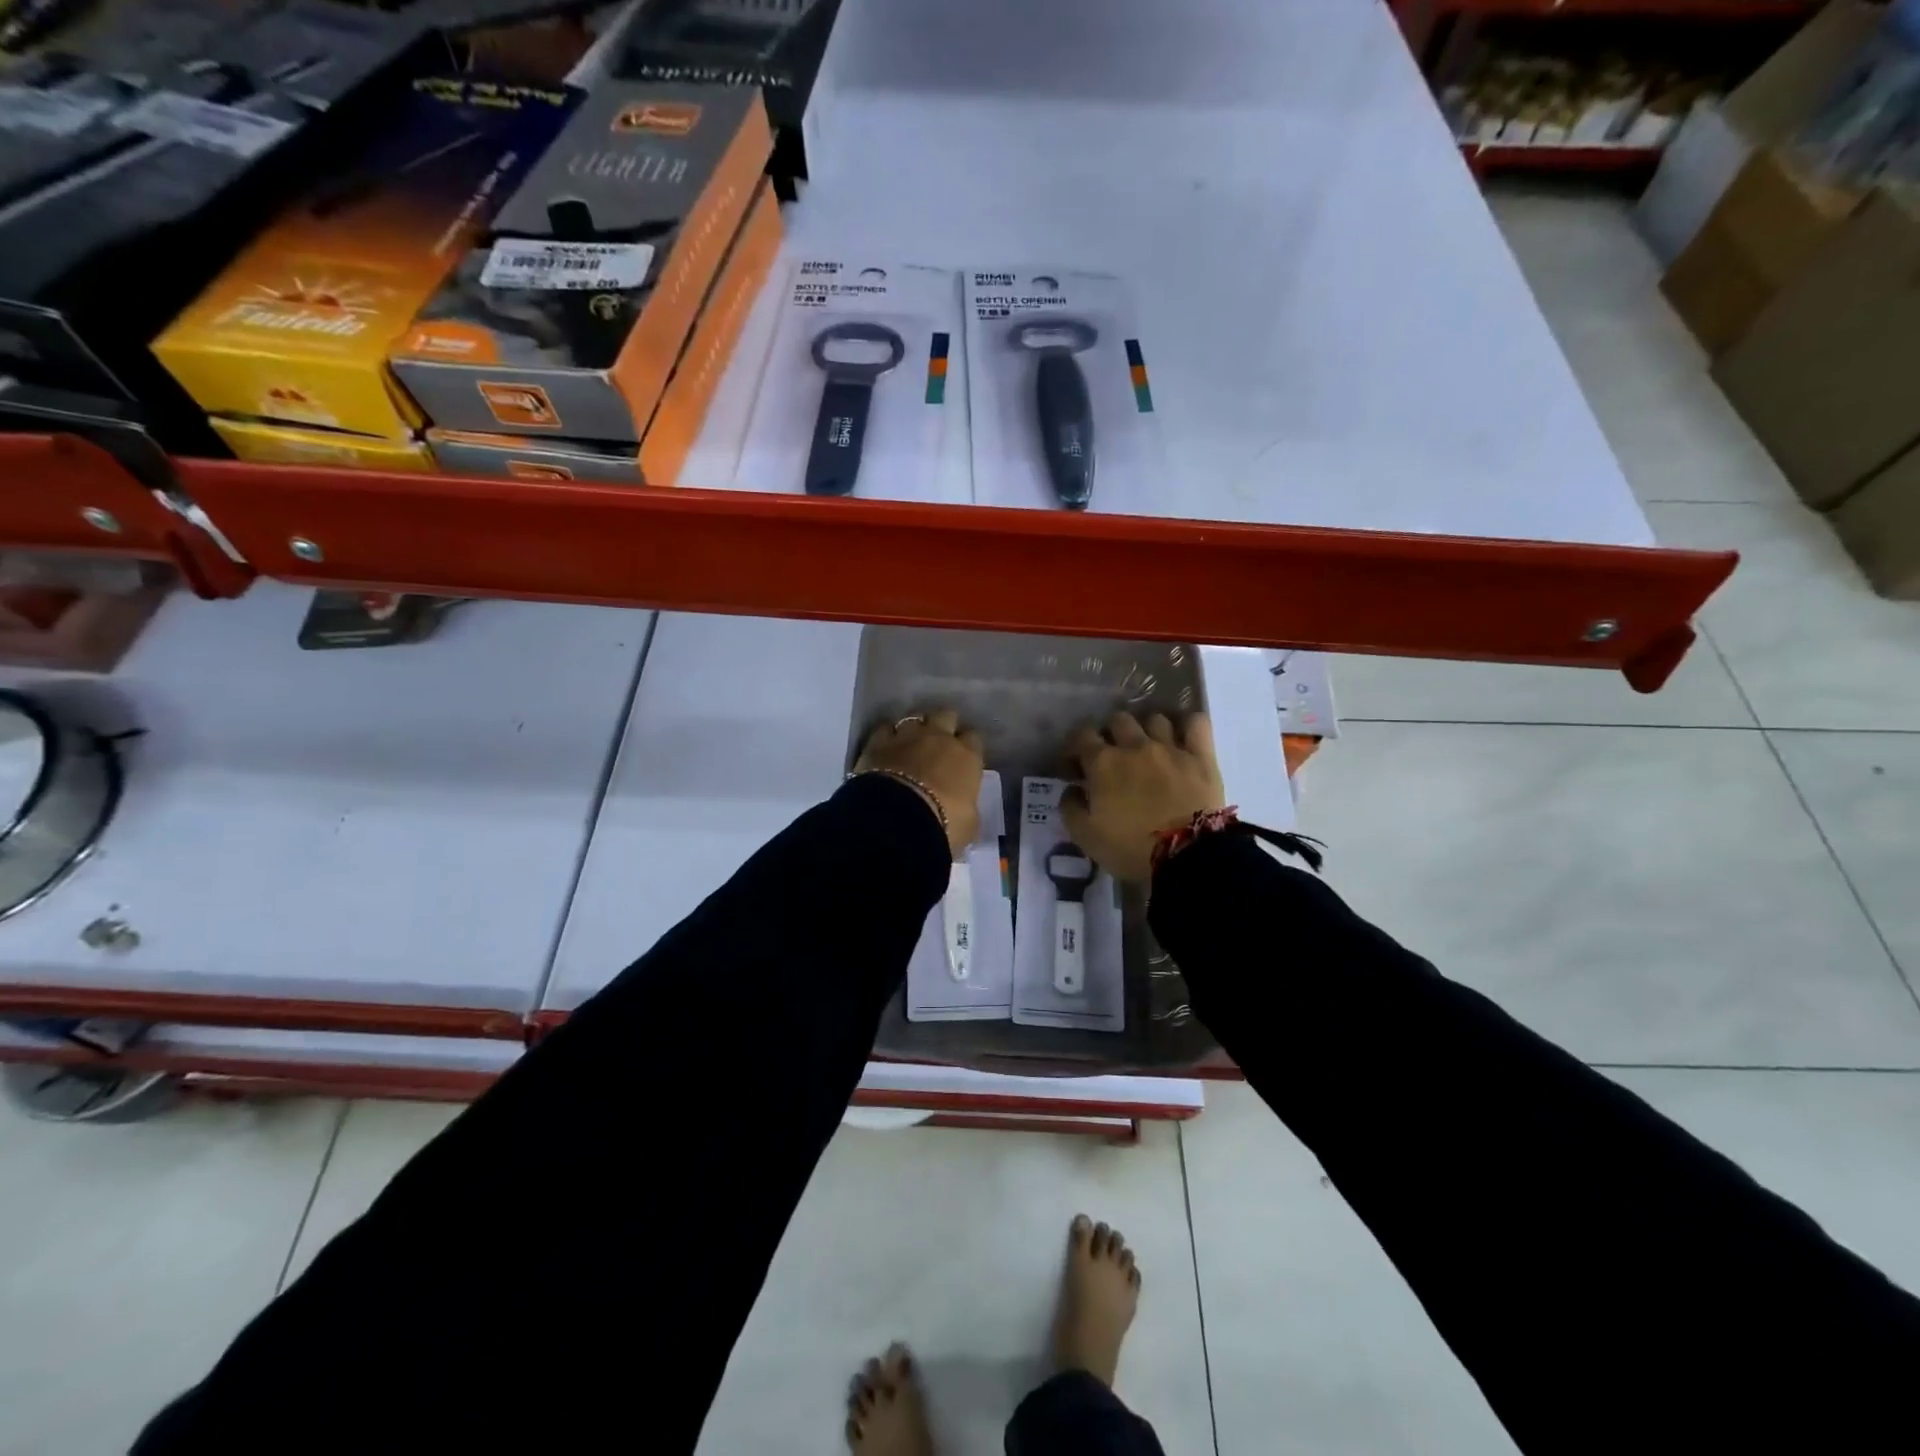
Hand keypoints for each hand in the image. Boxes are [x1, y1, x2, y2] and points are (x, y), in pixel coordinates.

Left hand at [855, 707, 983, 857]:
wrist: (896, 822)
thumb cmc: (944, 825)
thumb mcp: (969, 824)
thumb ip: (968, 808)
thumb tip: (965, 809)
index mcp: (967, 756)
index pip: (974, 738)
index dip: (968, 746)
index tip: (964, 758)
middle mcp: (940, 738)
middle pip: (946, 715)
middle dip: (943, 725)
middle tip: (938, 743)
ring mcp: (907, 736)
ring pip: (914, 717)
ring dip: (914, 728)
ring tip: (910, 743)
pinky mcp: (878, 742)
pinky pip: (885, 729)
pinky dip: (887, 736)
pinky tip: (886, 748)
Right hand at [1062, 711, 1224, 882]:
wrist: (1186, 856)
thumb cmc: (1130, 848)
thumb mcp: (1085, 837)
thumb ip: (1070, 808)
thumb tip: (1071, 789)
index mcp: (1103, 762)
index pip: (1082, 735)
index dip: (1075, 747)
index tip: (1076, 765)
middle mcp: (1135, 745)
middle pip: (1119, 720)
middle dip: (1112, 734)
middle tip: (1113, 756)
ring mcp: (1170, 747)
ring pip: (1155, 719)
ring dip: (1147, 730)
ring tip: (1148, 748)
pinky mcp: (1201, 756)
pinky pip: (1196, 723)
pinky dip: (1188, 725)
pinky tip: (1183, 737)